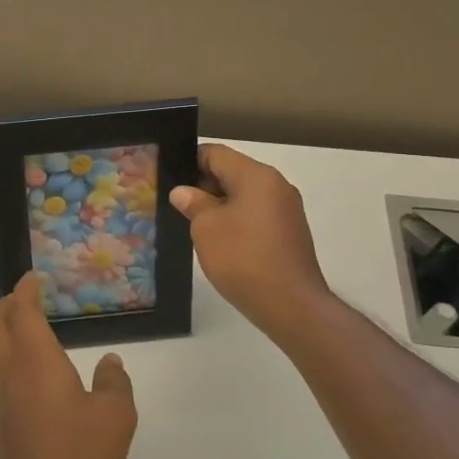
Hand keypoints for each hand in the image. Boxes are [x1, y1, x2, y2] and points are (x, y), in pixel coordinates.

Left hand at [0, 272, 136, 458]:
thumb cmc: (77, 457)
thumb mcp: (115, 417)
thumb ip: (114, 383)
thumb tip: (110, 362)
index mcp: (36, 360)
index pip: (22, 311)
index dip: (25, 291)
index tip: (34, 278)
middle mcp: (10, 372)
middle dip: (8, 304)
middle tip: (26, 295)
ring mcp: (0, 398)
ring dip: (5, 329)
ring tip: (28, 324)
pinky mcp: (0, 422)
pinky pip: (0, 372)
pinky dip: (10, 354)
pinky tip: (33, 369)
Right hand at [170, 143, 330, 338]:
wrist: (291, 305)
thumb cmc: (243, 259)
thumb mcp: (206, 229)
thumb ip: (193, 203)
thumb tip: (184, 192)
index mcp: (256, 175)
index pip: (216, 153)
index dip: (188, 162)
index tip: (168, 178)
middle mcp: (276, 185)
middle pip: (232, 172)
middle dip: (203, 185)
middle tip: (175, 204)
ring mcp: (286, 209)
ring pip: (244, 195)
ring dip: (219, 205)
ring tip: (192, 224)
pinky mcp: (289, 232)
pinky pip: (256, 215)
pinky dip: (236, 220)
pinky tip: (219, 241)